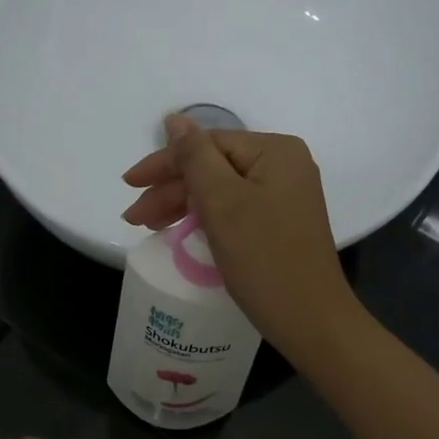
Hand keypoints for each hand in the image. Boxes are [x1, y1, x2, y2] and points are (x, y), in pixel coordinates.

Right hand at [121, 115, 361, 360]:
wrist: (310, 319)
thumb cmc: (264, 258)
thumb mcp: (222, 202)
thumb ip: (194, 157)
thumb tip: (174, 119)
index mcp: (275, 151)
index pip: (207, 144)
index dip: (164, 163)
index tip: (129, 185)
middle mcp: (284, 166)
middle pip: (214, 167)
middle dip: (171, 190)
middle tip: (135, 218)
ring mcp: (285, 196)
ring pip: (221, 190)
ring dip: (183, 205)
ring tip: (149, 226)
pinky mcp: (281, 223)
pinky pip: (234, 209)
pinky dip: (205, 218)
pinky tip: (182, 230)